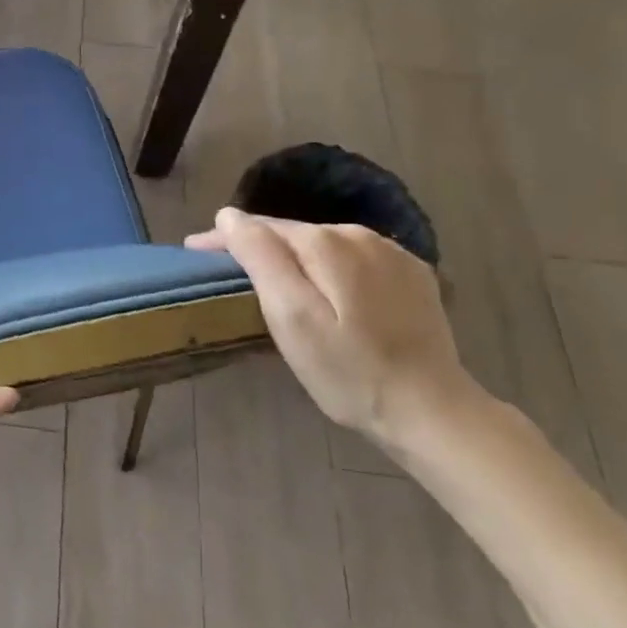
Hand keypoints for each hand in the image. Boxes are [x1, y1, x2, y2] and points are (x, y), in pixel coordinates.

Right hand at [187, 210, 473, 443]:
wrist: (432, 412)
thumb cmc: (348, 372)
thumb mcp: (291, 318)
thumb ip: (260, 258)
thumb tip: (230, 216)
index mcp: (326, 243)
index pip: (260, 226)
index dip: (224, 238)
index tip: (194, 253)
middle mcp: (360, 235)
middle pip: (292, 232)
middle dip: (258, 247)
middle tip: (227, 275)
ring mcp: (393, 254)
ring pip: (323, 244)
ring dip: (294, 258)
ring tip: (271, 283)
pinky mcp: (413, 276)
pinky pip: (354, 260)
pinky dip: (329, 269)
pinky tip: (325, 293)